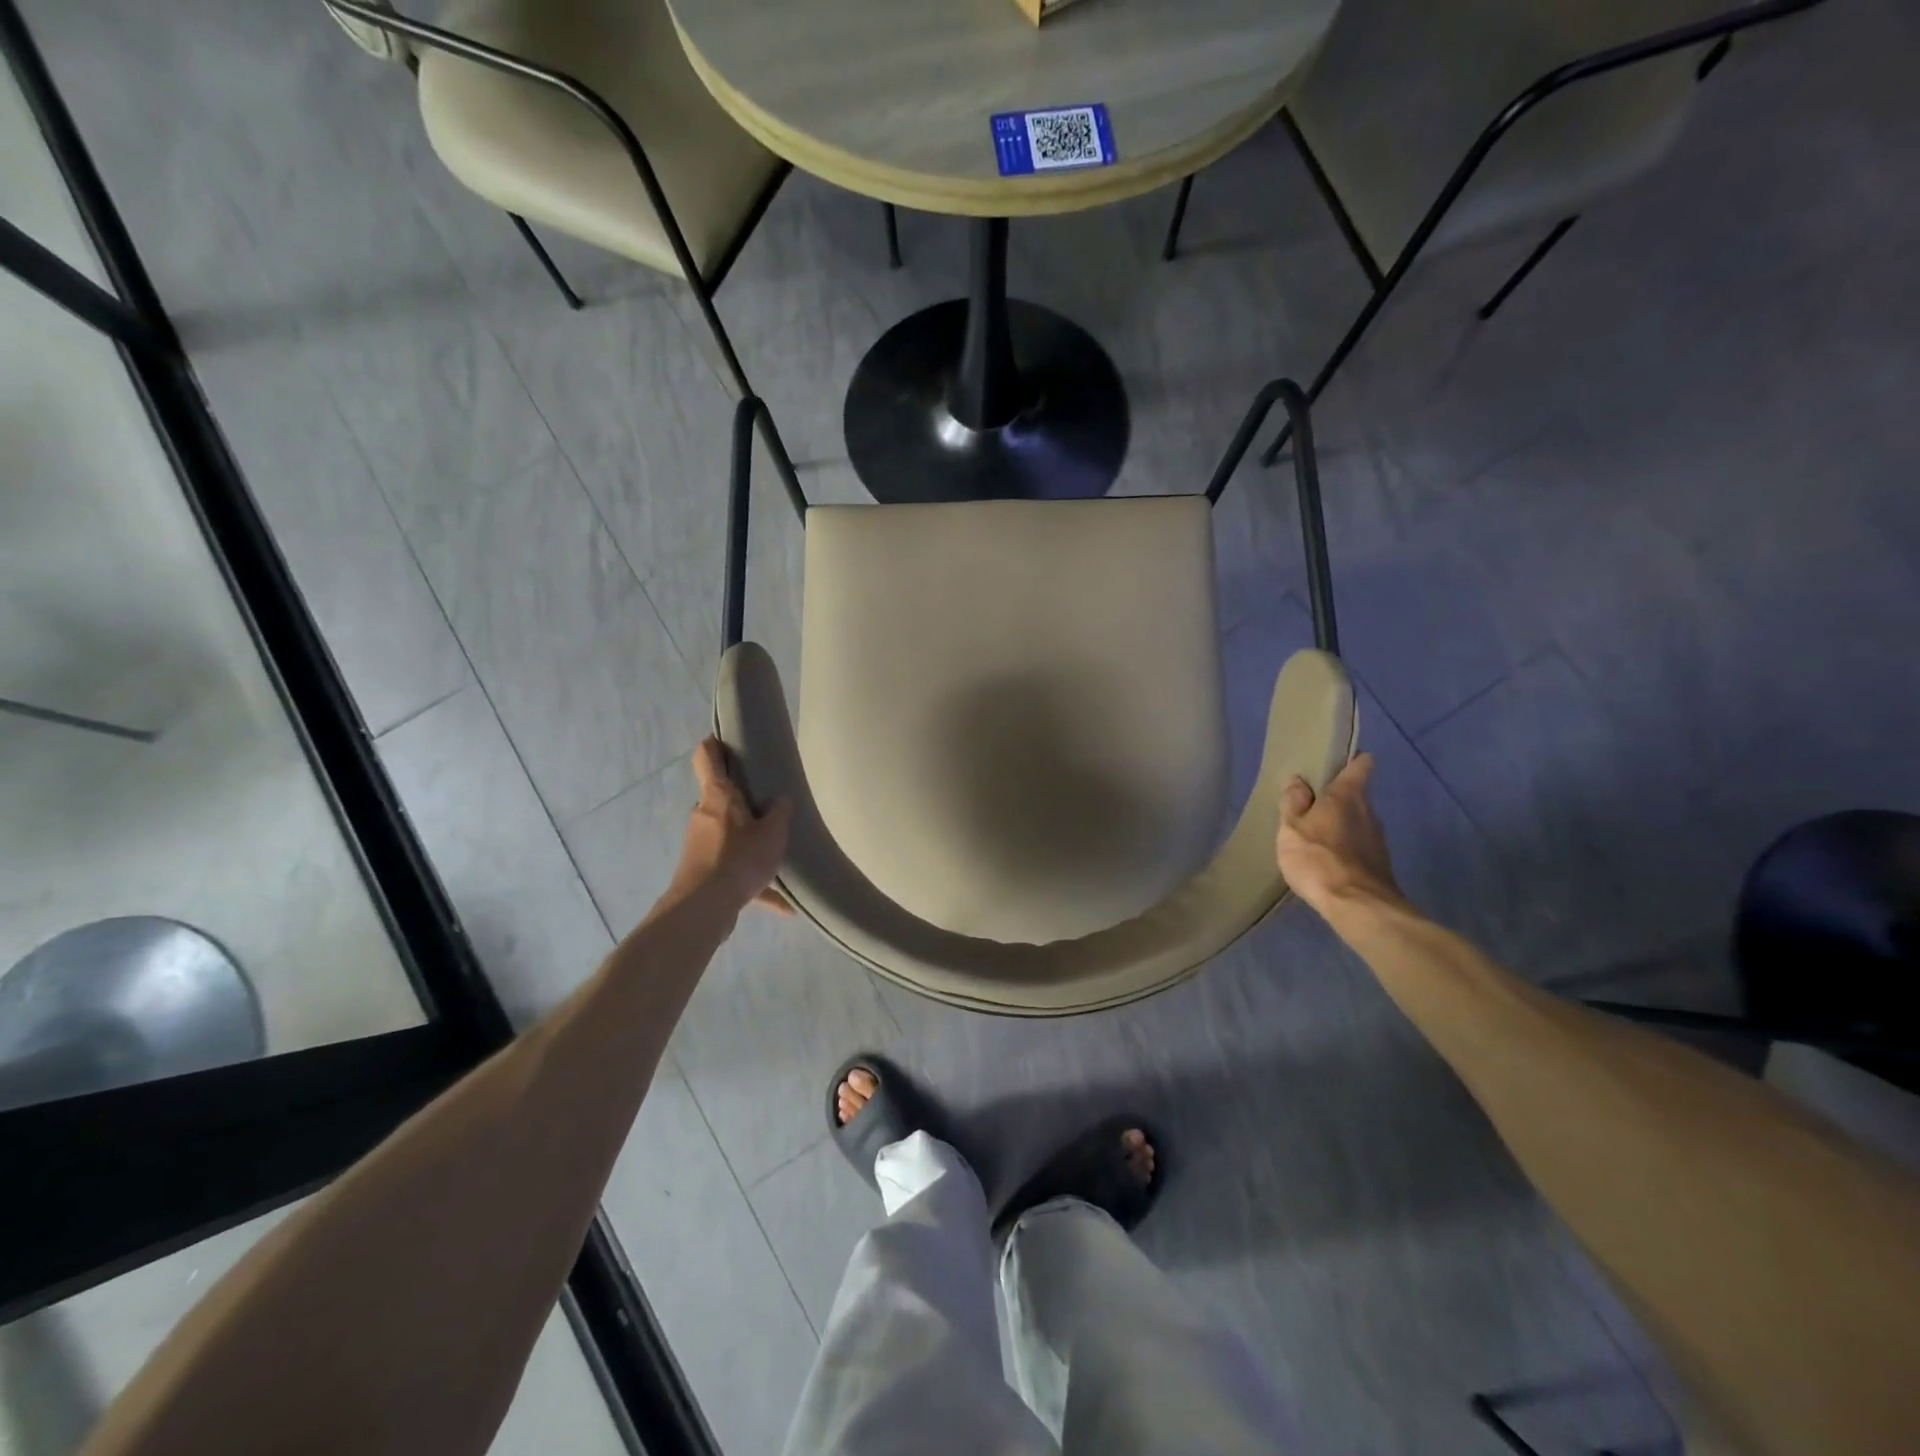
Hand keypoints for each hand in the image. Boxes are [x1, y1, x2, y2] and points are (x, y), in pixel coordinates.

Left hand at [666, 738, 793, 915]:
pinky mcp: (701, 872)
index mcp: (718, 795)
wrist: (704, 907)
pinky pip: (732, 871)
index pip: (708, 757)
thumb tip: (780, 801)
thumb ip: (780, 813)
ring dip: (748, 844)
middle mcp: (703, 815)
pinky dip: (754, 884)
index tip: (726, 741)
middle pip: (720, 799)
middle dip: (741, 802)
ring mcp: (699, 844)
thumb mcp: (773, 833)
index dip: (715, 745)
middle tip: (768, 805)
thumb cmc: (739, 858)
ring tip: (777, 857)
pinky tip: (783, 906)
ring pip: (728, 837)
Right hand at [1276, 754, 1402, 916]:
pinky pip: (1359, 845)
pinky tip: (1328, 861)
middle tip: (1310, 806)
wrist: (1358, 906)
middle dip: (1336, 798)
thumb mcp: (1291, 828)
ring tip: (1316, 836)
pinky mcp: (1379, 864)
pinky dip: (1346, 848)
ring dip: (1340, 825)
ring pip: (1357, 821)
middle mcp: (1368, 811)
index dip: (1352, 760)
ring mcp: (1377, 839)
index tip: (1339, 761)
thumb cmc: (1318, 859)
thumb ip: (1293, 803)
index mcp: (1346, 796)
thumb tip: (1298, 781)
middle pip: (1356, 796)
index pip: (1359, 766)